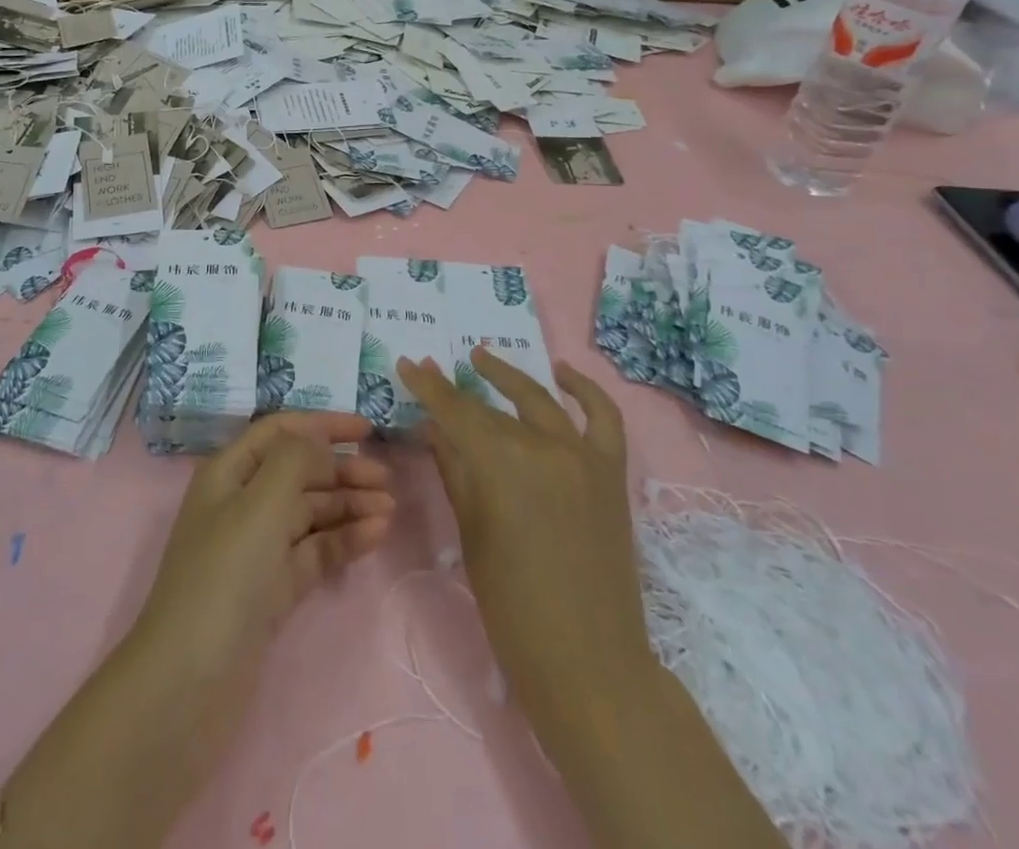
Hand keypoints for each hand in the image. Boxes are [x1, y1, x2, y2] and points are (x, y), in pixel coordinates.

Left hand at [134, 411, 394, 746]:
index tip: (368, 429)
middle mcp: (243, 503)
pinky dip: (344, 540)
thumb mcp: (260, 504)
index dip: (322, 424)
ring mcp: (259, 548)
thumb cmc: (224, 576)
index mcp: (230, 472)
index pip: (281, 431)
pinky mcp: (274, 588)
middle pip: (301, 471)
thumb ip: (295, 459)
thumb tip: (320, 440)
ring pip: (312, 512)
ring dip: (349, 505)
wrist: (190, 683)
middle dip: (342, 470)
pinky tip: (376, 536)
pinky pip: (315, 551)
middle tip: (387, 479)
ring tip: (390, 509)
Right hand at [399, 349, 785, 848]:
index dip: (428, 386)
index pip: (454, 410)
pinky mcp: (611, 471)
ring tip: (483, 358)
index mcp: (500, 462)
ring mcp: (583, 455)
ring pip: (540, 400)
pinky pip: (603, 417)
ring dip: (509, 376)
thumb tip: (434, 429)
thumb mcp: (471, 531)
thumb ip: (453, 469)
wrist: (587, 660)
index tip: (407, 364)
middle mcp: (542, 445)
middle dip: (457, 387)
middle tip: (434, 370)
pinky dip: (584, 390)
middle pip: (492, 406)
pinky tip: (563, 374)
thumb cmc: (511, 604)